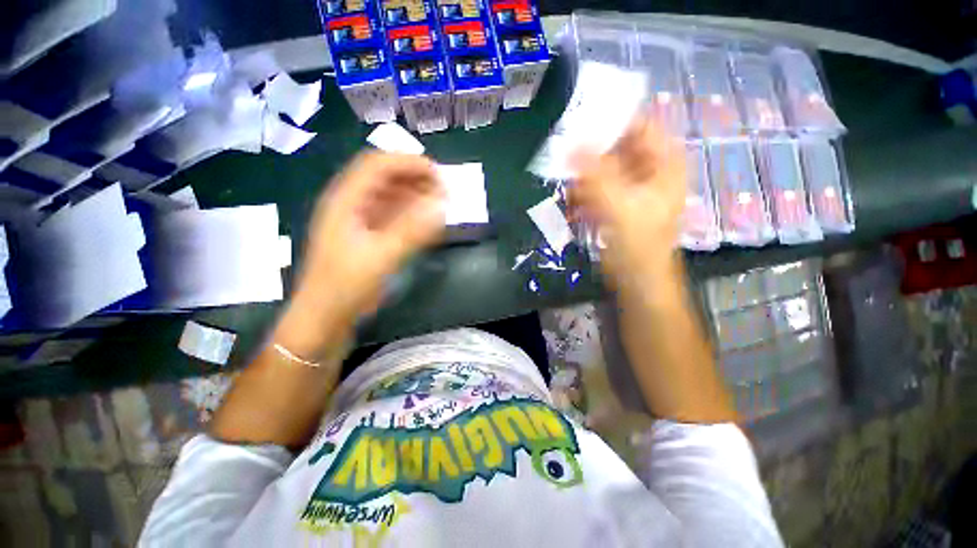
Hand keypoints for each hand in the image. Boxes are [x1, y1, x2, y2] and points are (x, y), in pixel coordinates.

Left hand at [276, 153, 444, 357]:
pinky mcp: (364, 234)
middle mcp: (349, 203)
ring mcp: (356, 218)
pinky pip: (389, 214)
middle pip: (383, 176)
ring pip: (387, 195)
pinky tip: (424, 220)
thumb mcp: (382, 256)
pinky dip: (408, 212)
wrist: (324, 316)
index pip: (377, 165)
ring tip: (437, 202)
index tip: (437, 173)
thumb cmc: (347, 285)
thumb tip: (441, 206)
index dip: (408, 163)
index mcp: (345, 200)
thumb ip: (413, 230)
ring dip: (413, 194)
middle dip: (414, 178)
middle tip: (441, 189)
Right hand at [568, 117, 685, 284]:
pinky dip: (582, 195)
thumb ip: (596, 175)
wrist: (638, 279)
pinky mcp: (615, 203)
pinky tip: (572, 207)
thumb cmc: (638, 244)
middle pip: (617, 147)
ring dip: (583, 178)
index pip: (640, 125)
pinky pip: (596, 189)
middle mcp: (648, 170)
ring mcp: (630, 187)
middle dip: (590, 153)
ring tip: (568, 189)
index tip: (580, 118)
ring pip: (602, 169)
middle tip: (564, 154)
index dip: (613, 119)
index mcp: (663, 164)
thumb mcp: (619, 207)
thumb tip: (571, 144)